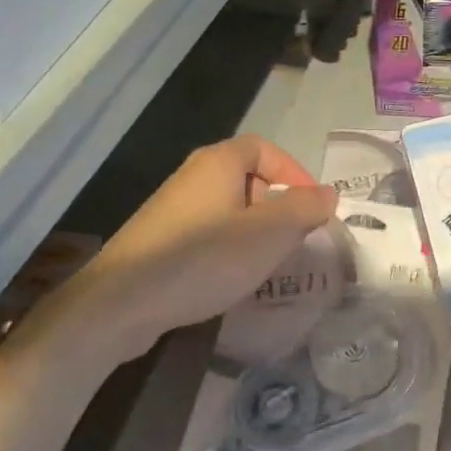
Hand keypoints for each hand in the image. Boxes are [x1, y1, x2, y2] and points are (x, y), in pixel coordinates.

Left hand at [23, 137, 336, 364]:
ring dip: (254, 232)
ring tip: (266, 263)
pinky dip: (228, 249)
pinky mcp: (160, 241)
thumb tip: (327, 194)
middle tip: (292, 239)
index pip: (264, 148)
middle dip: (276, 206)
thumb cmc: (204, 258)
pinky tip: (230, 279)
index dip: (294, 172)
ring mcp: (173, 209)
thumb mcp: (269, 233)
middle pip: (247, 178)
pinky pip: (207, 233)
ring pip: (229, 210)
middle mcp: (193, 177)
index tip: (311, 207)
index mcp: (218, 163)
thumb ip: (304, 209)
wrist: (122, 302)